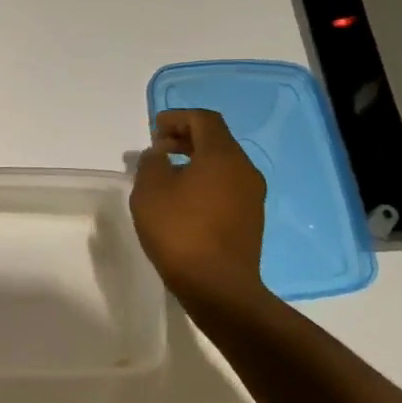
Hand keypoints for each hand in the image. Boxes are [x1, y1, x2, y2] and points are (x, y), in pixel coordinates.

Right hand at [130, 108, 270, 309]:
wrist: (217, 285)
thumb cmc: (179, 230)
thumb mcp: (150, 191)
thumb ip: (151, 163)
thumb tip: (159, 155)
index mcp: (222, 156)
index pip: (204, 120)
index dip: (178, 118)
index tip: (155, 129)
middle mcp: (244, 170)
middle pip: (216, 140)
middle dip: (185, 138)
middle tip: (157, 149)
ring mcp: (251, 196)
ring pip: (222, 165)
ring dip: (194, 161)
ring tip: (166, 176)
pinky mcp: (250, 219)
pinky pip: (226, 187)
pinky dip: (204, 182)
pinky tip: (183, 201)